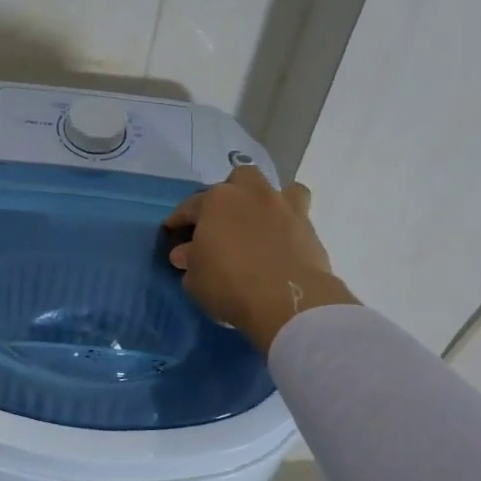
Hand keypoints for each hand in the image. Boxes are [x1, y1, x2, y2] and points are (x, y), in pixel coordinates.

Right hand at [164, 166, 356, 351]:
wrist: (287, 301)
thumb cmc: (229, 284)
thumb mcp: (195, 278)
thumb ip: (190, 260)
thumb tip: (186, 252)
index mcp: (216, 201)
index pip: (190, 206)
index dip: (178, 219)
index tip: (172, 231)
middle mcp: (251, 194)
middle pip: (239, 179)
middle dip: (230, 194)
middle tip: (223, 219)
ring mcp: (284, 207)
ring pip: (278, 188)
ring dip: (267, 201)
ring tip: (260, 222)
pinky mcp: (309, 227)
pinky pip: (299, 215)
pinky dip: (289, 223)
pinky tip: (282, 240)